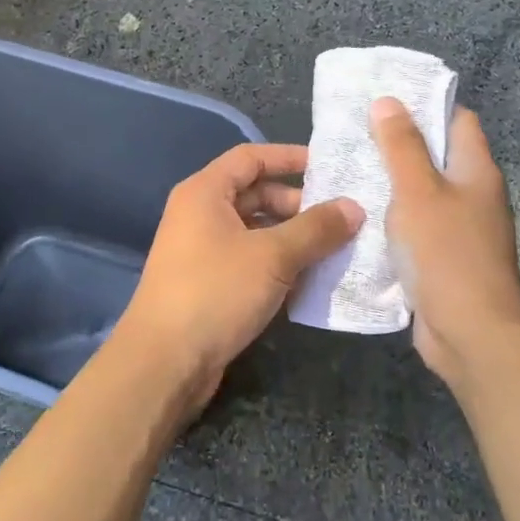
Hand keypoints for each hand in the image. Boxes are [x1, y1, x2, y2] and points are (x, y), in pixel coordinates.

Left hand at [111, 143, 362, 417]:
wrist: (164, 362)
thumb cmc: (216, 292)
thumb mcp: (273, 256)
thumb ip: (316, 229)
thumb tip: (354, 207)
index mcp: (205, 193)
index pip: (251, 158)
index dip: (290, 158)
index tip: (329, 169)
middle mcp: (199, 215)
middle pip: (255, 195)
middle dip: (298, 205)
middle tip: (340, 220)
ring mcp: (202, 251)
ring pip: (256, 232)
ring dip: (292, 239)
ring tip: (334, 251)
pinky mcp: (208, 284)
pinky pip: (250, 262)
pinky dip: (278, 265)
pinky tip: (309, 282)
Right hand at [370, 97, 519, 388]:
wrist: (471, 333)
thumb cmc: (447, 253)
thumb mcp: (418, 192)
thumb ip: (402, 147)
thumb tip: (388, 101)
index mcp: (476, 171)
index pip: (457, 120)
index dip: (425, 104)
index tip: (385, 98)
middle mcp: (472, 195)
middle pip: (436, 156)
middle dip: (397, 144)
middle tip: (353, 133)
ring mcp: (458, 230)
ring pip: (420, 194)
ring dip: (388, 184)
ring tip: (345, 169)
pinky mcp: (441, 259)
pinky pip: (413, 228)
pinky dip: (389, 220)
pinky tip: (356, 217)